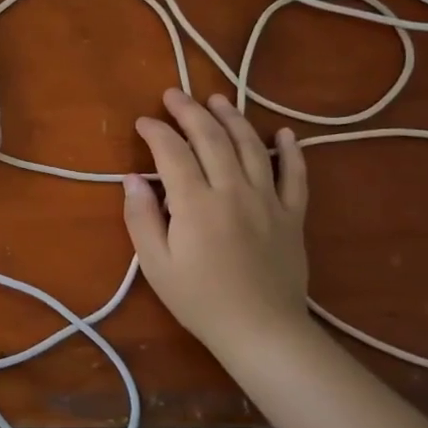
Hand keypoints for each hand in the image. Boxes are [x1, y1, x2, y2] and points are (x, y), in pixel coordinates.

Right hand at [122, 89, 311, 352]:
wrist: (262, 332)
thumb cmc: (199, 300)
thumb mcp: (156, 264)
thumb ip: (141, 217)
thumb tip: (132, 179)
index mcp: (196, 203)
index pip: (172, 152)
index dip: (156, 131)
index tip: (142, 122)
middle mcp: (233, 191)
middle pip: (211, 139)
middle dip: (190, 112)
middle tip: (174, 94)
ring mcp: (268, 200)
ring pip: (251, 147)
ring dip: (232, 118)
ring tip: (217, 100)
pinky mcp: (292, 215)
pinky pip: (295, 176)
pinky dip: (291, 151)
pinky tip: (283, 132)